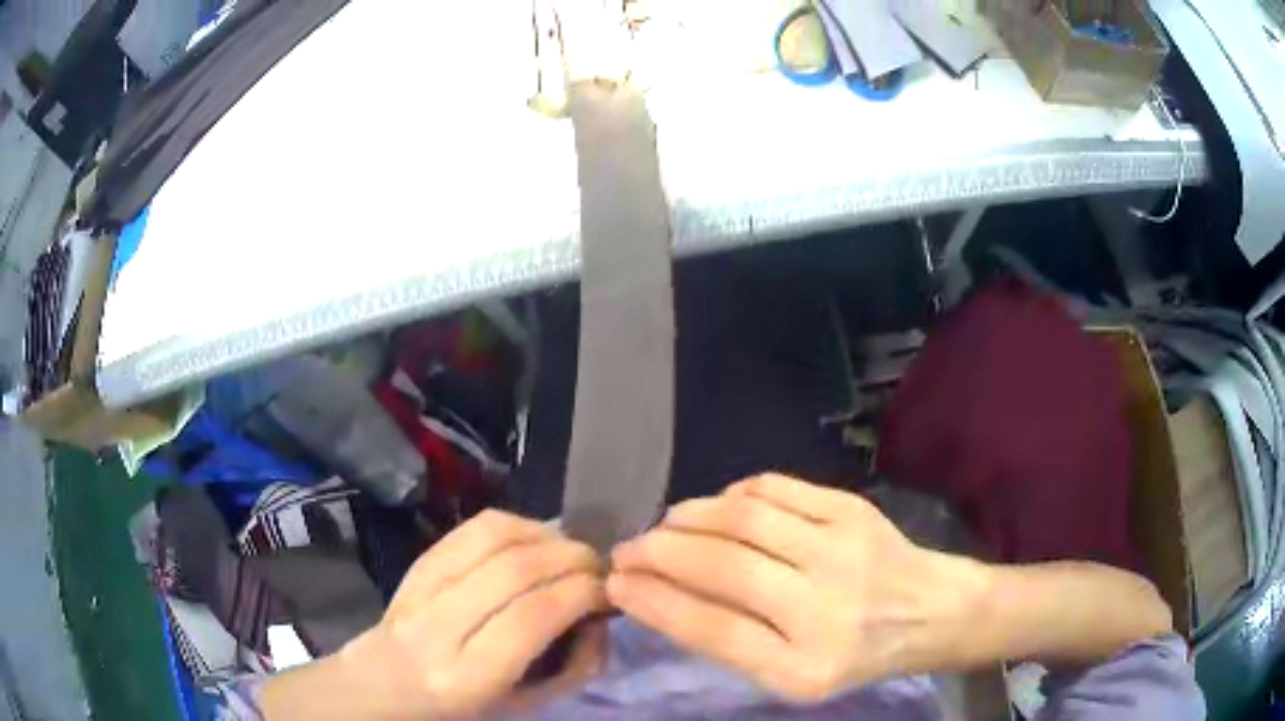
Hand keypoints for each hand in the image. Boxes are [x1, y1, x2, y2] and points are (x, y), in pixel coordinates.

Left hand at [278, 510, 608, 719]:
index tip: (608, 589)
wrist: (385, 684)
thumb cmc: (462, 707)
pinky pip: (470, 529)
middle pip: (513, 572)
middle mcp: (437, 629)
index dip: (579, 592)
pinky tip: (536, 536)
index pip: (531, 618)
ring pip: (490, 540)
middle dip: (570, 558)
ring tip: (570, 549)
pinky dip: (515, 524)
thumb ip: (570, 666)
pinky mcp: (414, 564)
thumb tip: (598, 615)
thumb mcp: (523, 705)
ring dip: (545, 535)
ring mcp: (420, 591)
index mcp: (467, 677)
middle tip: (598, 565)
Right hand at [606, 474, 986, 700]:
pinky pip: (774, 489)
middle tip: (627, 549)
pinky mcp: (852, 510)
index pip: (711, 628)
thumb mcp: (792, 676)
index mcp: (804, 668)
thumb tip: (662, 595)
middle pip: (722, 566)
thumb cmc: (854, 656)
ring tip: (664, 526)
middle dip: (658, 553)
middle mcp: (825, 609)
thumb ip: (731, 642)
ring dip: (689, 517)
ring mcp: (843, 550)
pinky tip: (718, 509)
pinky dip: (732, 495)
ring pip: (743, 518)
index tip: (615, 583)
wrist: (931, 612)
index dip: (653, 601)